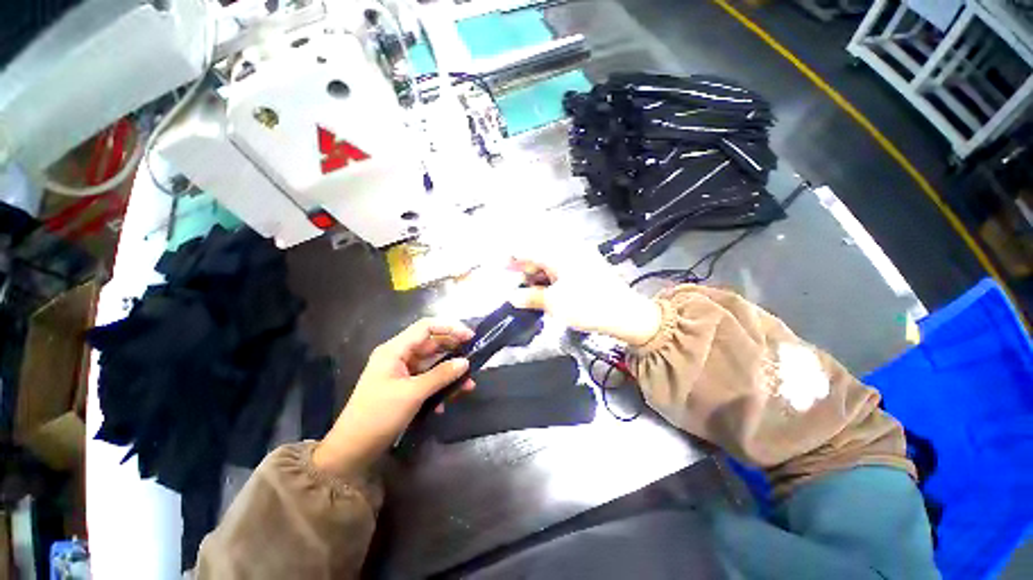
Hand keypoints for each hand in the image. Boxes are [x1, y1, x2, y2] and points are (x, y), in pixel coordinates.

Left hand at [313, 319, 473, 475]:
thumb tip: (465, 362)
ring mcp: (402, 372)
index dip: (450, 327)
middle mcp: (399, 356)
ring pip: (432, 364)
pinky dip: (439, 387)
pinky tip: (447, 402)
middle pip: (431, 344)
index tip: (470, 337)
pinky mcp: (405, 387)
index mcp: (395, 350)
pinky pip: (427, 380)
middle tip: (474, 358)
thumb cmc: (378, 415)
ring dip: (450, 373)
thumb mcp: (412, 394)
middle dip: (453, 351)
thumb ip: (441, 375)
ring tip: (468, 384)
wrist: (352, 451)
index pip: (426, 327)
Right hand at [508, 246, 661, 345]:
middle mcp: (569, 251)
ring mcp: (579, 260)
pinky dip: (550, 279)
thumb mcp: (554, 303)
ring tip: (529, 292)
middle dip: (525, 269)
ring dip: (537, 276)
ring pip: (550, 264)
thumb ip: (531, 297)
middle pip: (539, 255)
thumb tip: (513, 297)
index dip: (513, 257)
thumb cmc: (588, 306)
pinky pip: (560, 270)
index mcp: (560, 254)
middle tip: (515, 285)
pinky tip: (545, 292)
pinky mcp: (585, 270)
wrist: (625, 315)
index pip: (529, 249)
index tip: (501, 266)